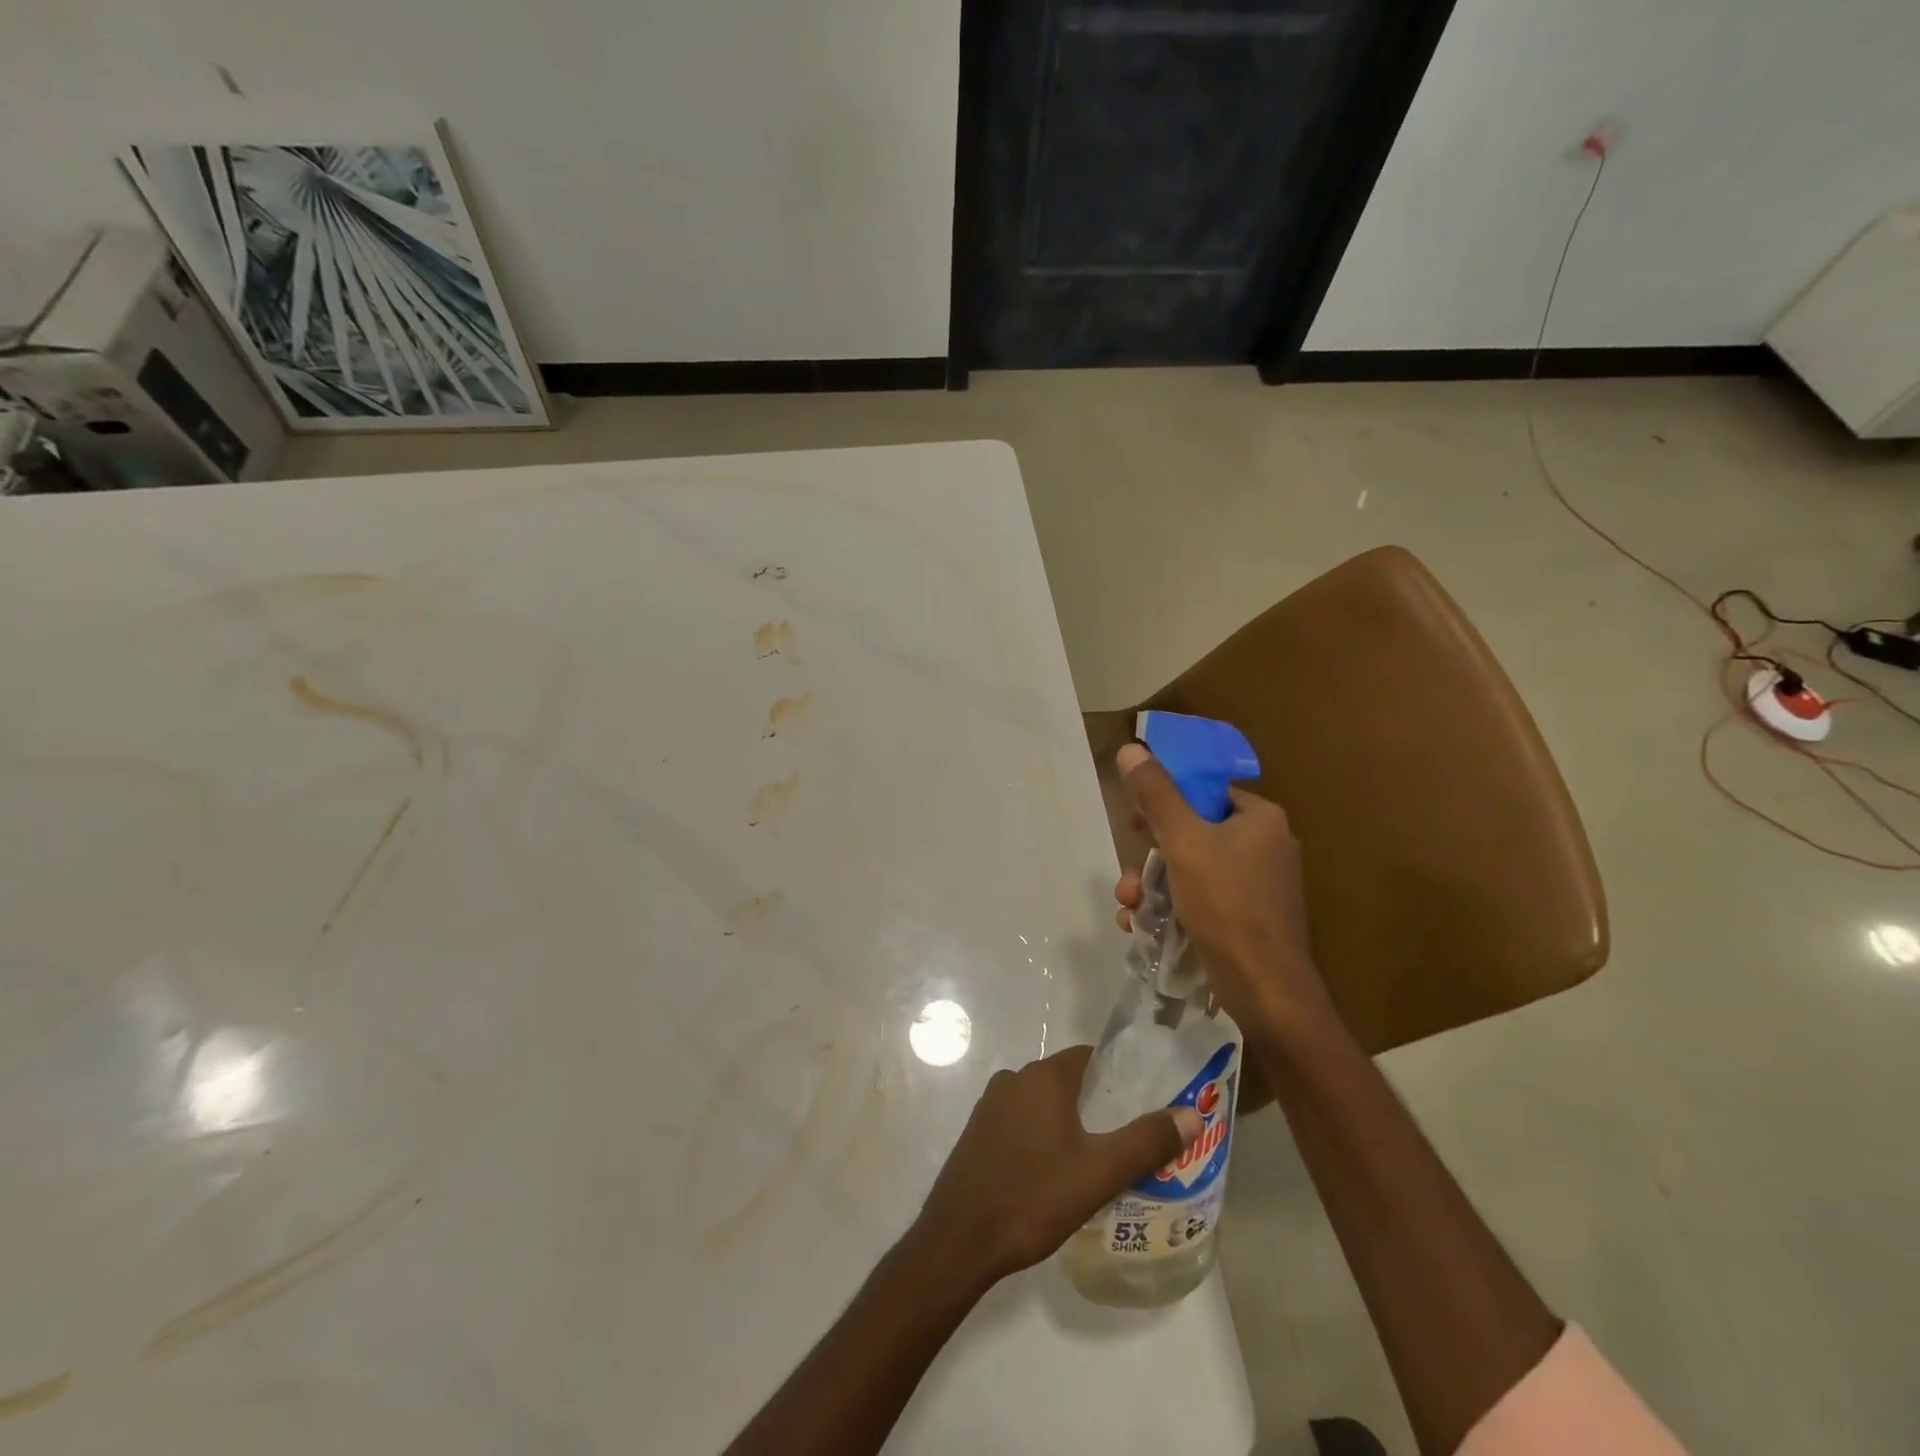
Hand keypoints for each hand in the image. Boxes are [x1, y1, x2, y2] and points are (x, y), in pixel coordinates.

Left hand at [912, 1045, 1200, 1287]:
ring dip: (1070, 1122)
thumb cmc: (1032, 1198)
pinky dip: (1043, 1136)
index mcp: (1043, 1077)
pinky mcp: (978, 1133)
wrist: (959, 1240)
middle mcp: (1014, 1079)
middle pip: (1067, 1080)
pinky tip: (1056, 1173)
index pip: (1089, 1057)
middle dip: (1098, 1103)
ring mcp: (991, 1105)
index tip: (1145, 1100)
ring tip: (1099, 1159)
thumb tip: (1191, 1114)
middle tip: (1130, 1138)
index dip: (1119, 1074)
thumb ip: (1146, 1142)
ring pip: (1043, 1103)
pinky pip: (1021, 1122)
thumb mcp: (1098, 1173)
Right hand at [1113, 743, 1335, 1039]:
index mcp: (1260, 818)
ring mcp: (1258, 885)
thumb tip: (1131, 748)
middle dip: (1149, 856)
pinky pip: (1202, 898)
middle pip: (1192, 832)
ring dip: (1151, 886)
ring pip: (1191, 869)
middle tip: (1128, 875)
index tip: (1134, 823)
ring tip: (1129, 908)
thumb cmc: (1227, 904)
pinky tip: (1142, 926)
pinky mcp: (1248, 918)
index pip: (1204, 791)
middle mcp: (1264, 846)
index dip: (1164, 802)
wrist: (1265, 988)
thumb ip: (1156, 795)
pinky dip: (1171, 907)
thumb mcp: (1183, 842)